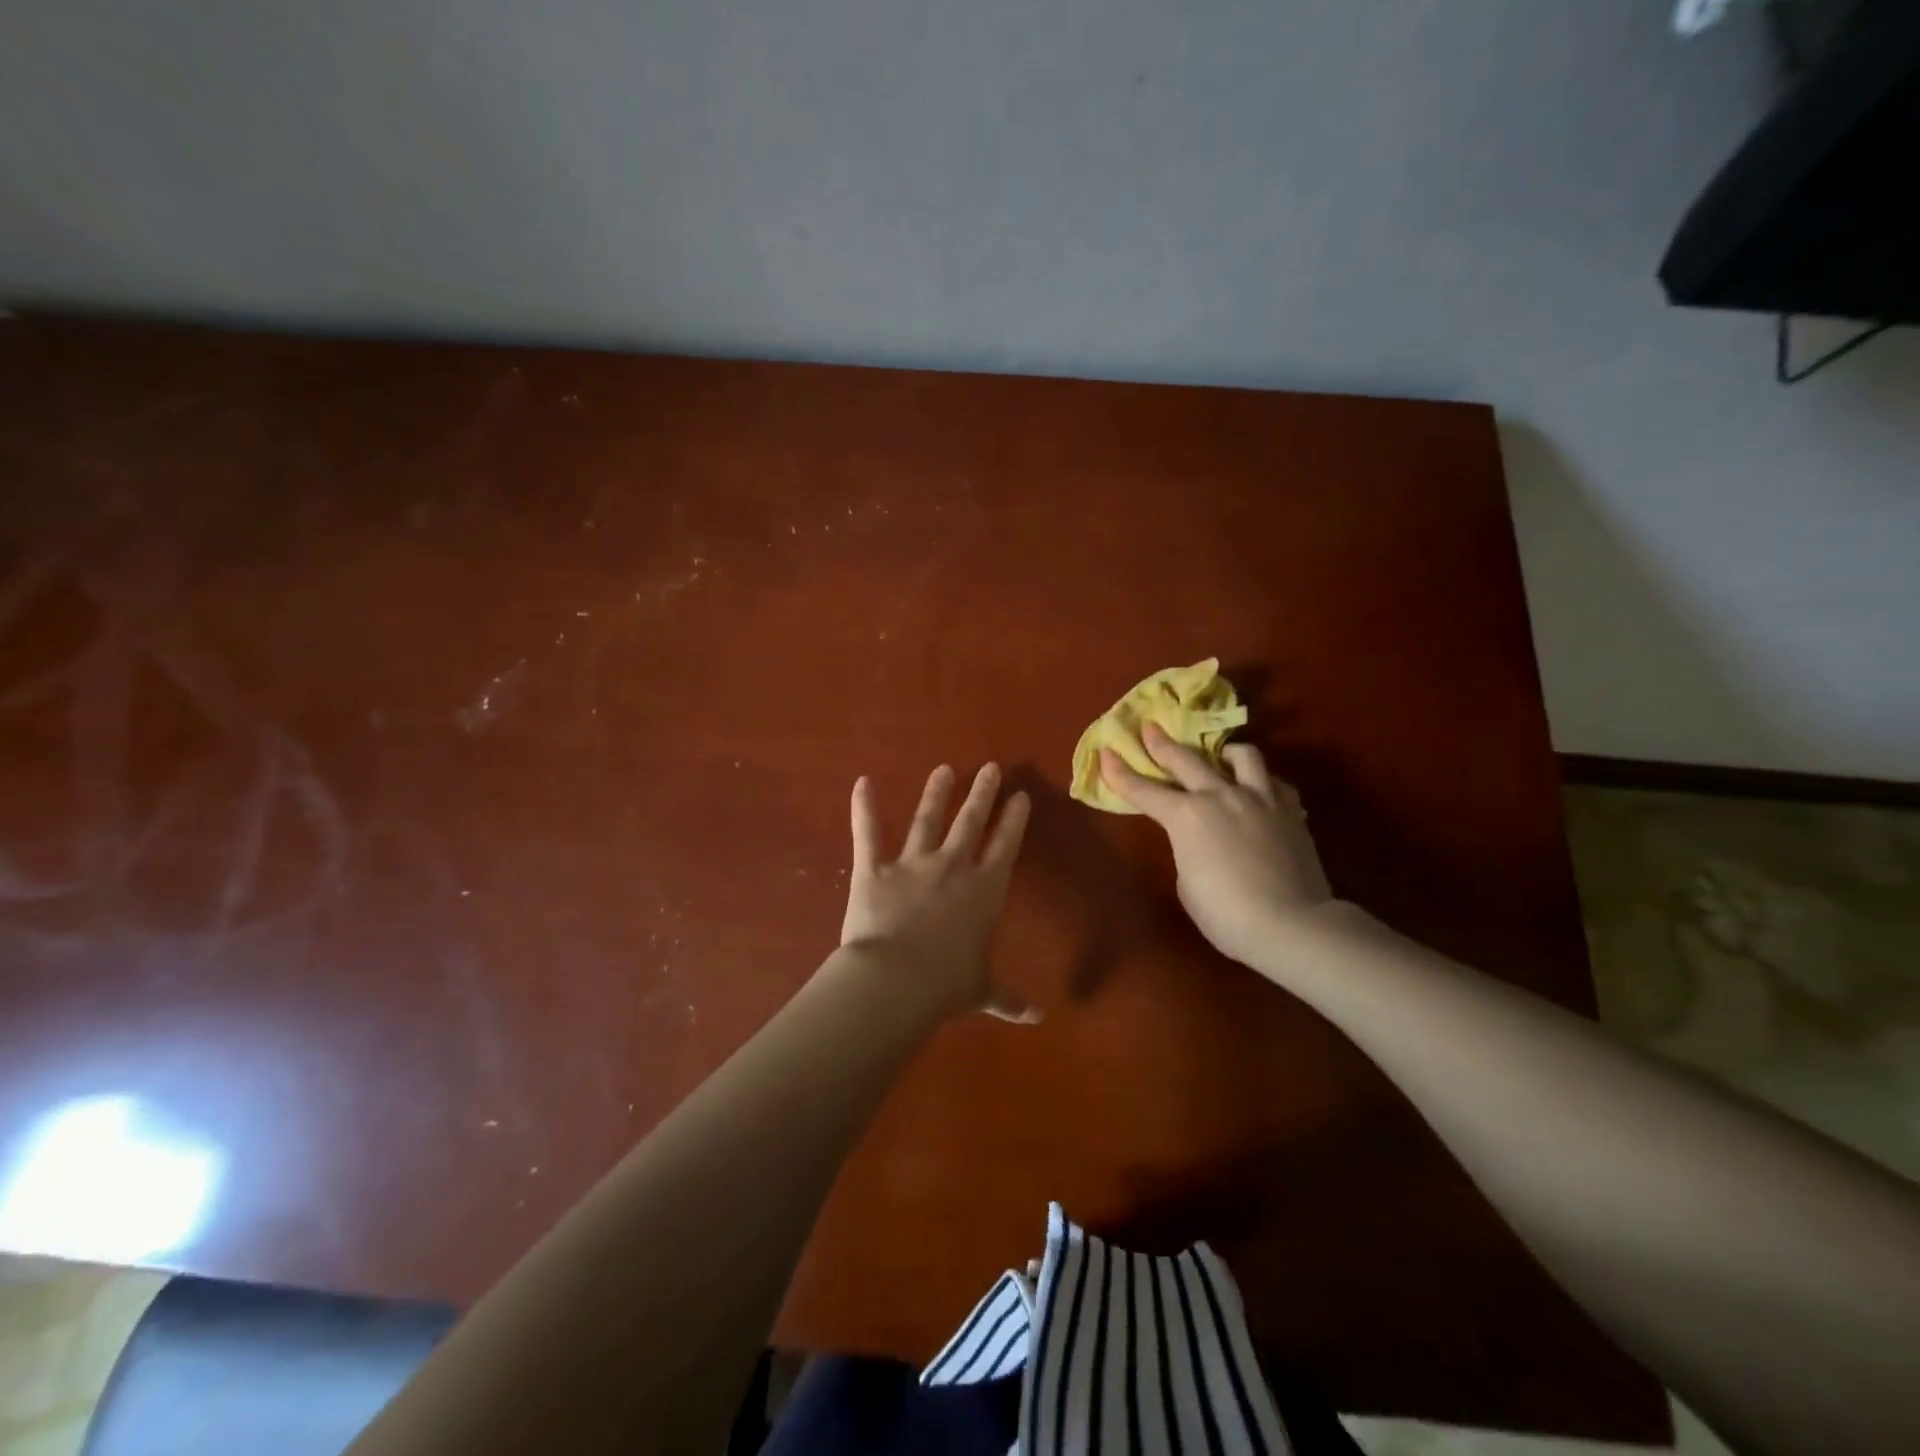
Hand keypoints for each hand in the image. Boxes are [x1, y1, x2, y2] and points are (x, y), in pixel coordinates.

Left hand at [841, 763, 1035, 1022]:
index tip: (1021, 796)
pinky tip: (862, 782)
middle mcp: (952, 867)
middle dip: (982, 793)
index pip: (1005, 846)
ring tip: (943, 770)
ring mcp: (912, 864)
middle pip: (971, 821)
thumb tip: (1036, 1018)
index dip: (1014, 820)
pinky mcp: (874, 869)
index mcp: (984, 891)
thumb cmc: (946, 986)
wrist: (896, 981)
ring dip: (936, 793)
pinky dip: (862, 807)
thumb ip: (1007, 998)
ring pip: (926, 819)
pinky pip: (867, 832)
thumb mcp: (982, 992)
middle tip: (991, 767)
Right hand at [1100, 723, 1331, 972]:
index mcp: (1186, 816)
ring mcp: (1259, 798)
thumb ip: (1188, 849)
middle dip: (1162, 743)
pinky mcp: (1290, 810)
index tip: (1106, 752)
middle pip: (1186, 759)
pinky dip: (1261, 783)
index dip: (1120, 772)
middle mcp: (1219, 796)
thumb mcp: (1188, 883)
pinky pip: (1274, 783)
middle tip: (1150, 727)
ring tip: (1221, 755)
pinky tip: (1260, 793)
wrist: (1290, 924)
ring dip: (1225, 752)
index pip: (1143, 789)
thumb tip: (1201, 839)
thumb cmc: (1225, 914)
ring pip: (1242, 756)